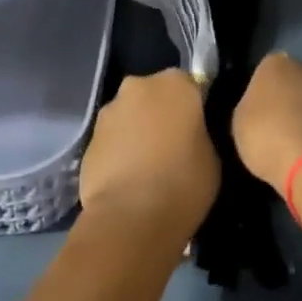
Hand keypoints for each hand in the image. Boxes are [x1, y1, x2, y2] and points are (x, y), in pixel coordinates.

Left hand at [79, 70, 218, 239]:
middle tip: (173, 146)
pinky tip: (128, 178)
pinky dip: (119, 151)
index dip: (194, 108)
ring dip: (138, 131)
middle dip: (161, 113)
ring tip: (148, 167)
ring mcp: (108, 111)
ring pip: (130, 115)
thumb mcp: (213, 156)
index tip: (198, 130)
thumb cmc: (184, 182)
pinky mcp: (88, 138)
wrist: (130, 217)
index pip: (190, 85)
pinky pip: (112, 139)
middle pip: (154, 95)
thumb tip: (191, 133)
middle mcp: (138, 86)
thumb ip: (200, 132)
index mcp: (175, 83)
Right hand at [232, 53, 301, 191]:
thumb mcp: (240, 123)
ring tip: (298, 143)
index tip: (258, 111)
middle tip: (278, 124)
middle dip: (290, 97)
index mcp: (277, 64)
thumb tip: (260, 106)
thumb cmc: (268, 137)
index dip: (262, 91)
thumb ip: (250, 107)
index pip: (266, 70)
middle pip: (296, 80)